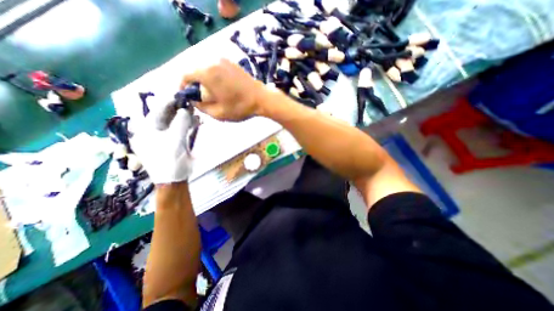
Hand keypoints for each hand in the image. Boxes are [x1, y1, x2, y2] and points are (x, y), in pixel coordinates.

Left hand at [129, 106, 192, 184]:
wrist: (174, 179)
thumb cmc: (170, 159)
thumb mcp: (175, 139)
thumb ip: (181, 122)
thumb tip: (186, 110)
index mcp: (146, 130)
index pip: (157, 111)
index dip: (169, 103)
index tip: (181, 96)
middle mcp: (153, 132)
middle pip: (167, 116)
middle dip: (180, 111)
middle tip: (192, 105)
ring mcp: (164, 138)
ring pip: (175, 124)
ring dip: (186, 119)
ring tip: (197, 114)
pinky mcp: (173, 143)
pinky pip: (181, 131)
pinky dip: (189, 127)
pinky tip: (197, 123)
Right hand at [181, 57, 269, 120]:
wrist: (261, 99)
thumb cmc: (240, 107)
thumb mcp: (218, 113)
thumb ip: (201, 107)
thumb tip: (194, 100)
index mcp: (207, 73)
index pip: (186, 75)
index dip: (183, 86)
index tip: (187, 96)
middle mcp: (213, 61)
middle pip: (196, 71)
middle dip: (195, 84)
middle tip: (202, 97)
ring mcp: (224, 60)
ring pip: (206, 69)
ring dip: (205, 80)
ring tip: (213, 93)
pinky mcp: (232, 63)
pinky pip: (216, 68)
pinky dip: (214, 76)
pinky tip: (222, 87)